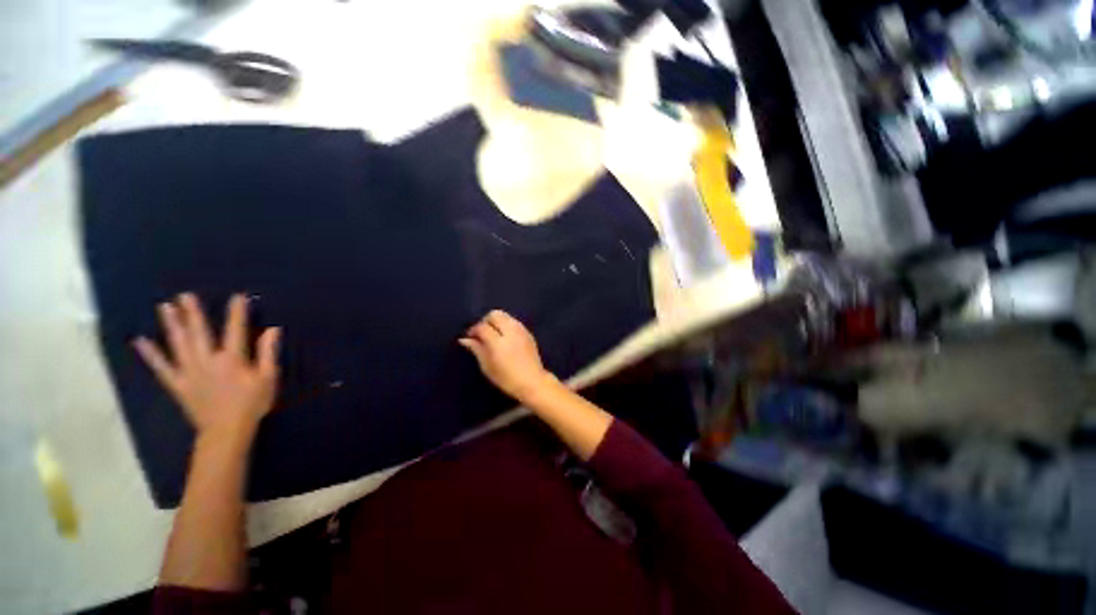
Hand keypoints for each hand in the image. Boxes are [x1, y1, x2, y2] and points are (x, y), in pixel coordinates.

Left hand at [133, 293, 280, 441]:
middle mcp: (207, 361)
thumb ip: (267, 353)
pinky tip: (140, 341)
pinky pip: (161, 367)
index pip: (235, 330)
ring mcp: (189, 372)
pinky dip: (150, 354)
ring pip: (178, 344)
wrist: (226, 431)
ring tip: (165, 307)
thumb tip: (272, 330)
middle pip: (199, 332)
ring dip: (172, 324)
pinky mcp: (178, 383)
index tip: (237, 297)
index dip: (237, 313)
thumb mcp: (267, 378)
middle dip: (193, 313)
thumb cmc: (252, 404)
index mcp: (232, 359)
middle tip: (185, 295)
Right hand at [459, 310, 553, 401]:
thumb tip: (464, 339)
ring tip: (493, 335)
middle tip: (482, 334)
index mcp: (498, 342)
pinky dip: (506, 325)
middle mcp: (510, 331)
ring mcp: (521, 330)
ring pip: (505, 315)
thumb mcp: (487, 367)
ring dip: (497, 322)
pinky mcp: (528, 332)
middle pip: (494, 314)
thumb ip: (476, 349)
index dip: (473, 330)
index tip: (470, 338)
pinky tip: (505, 338)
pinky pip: (514, 321)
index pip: (482, 326)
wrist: (532, 381)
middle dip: (485, 321)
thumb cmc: (506, 378)